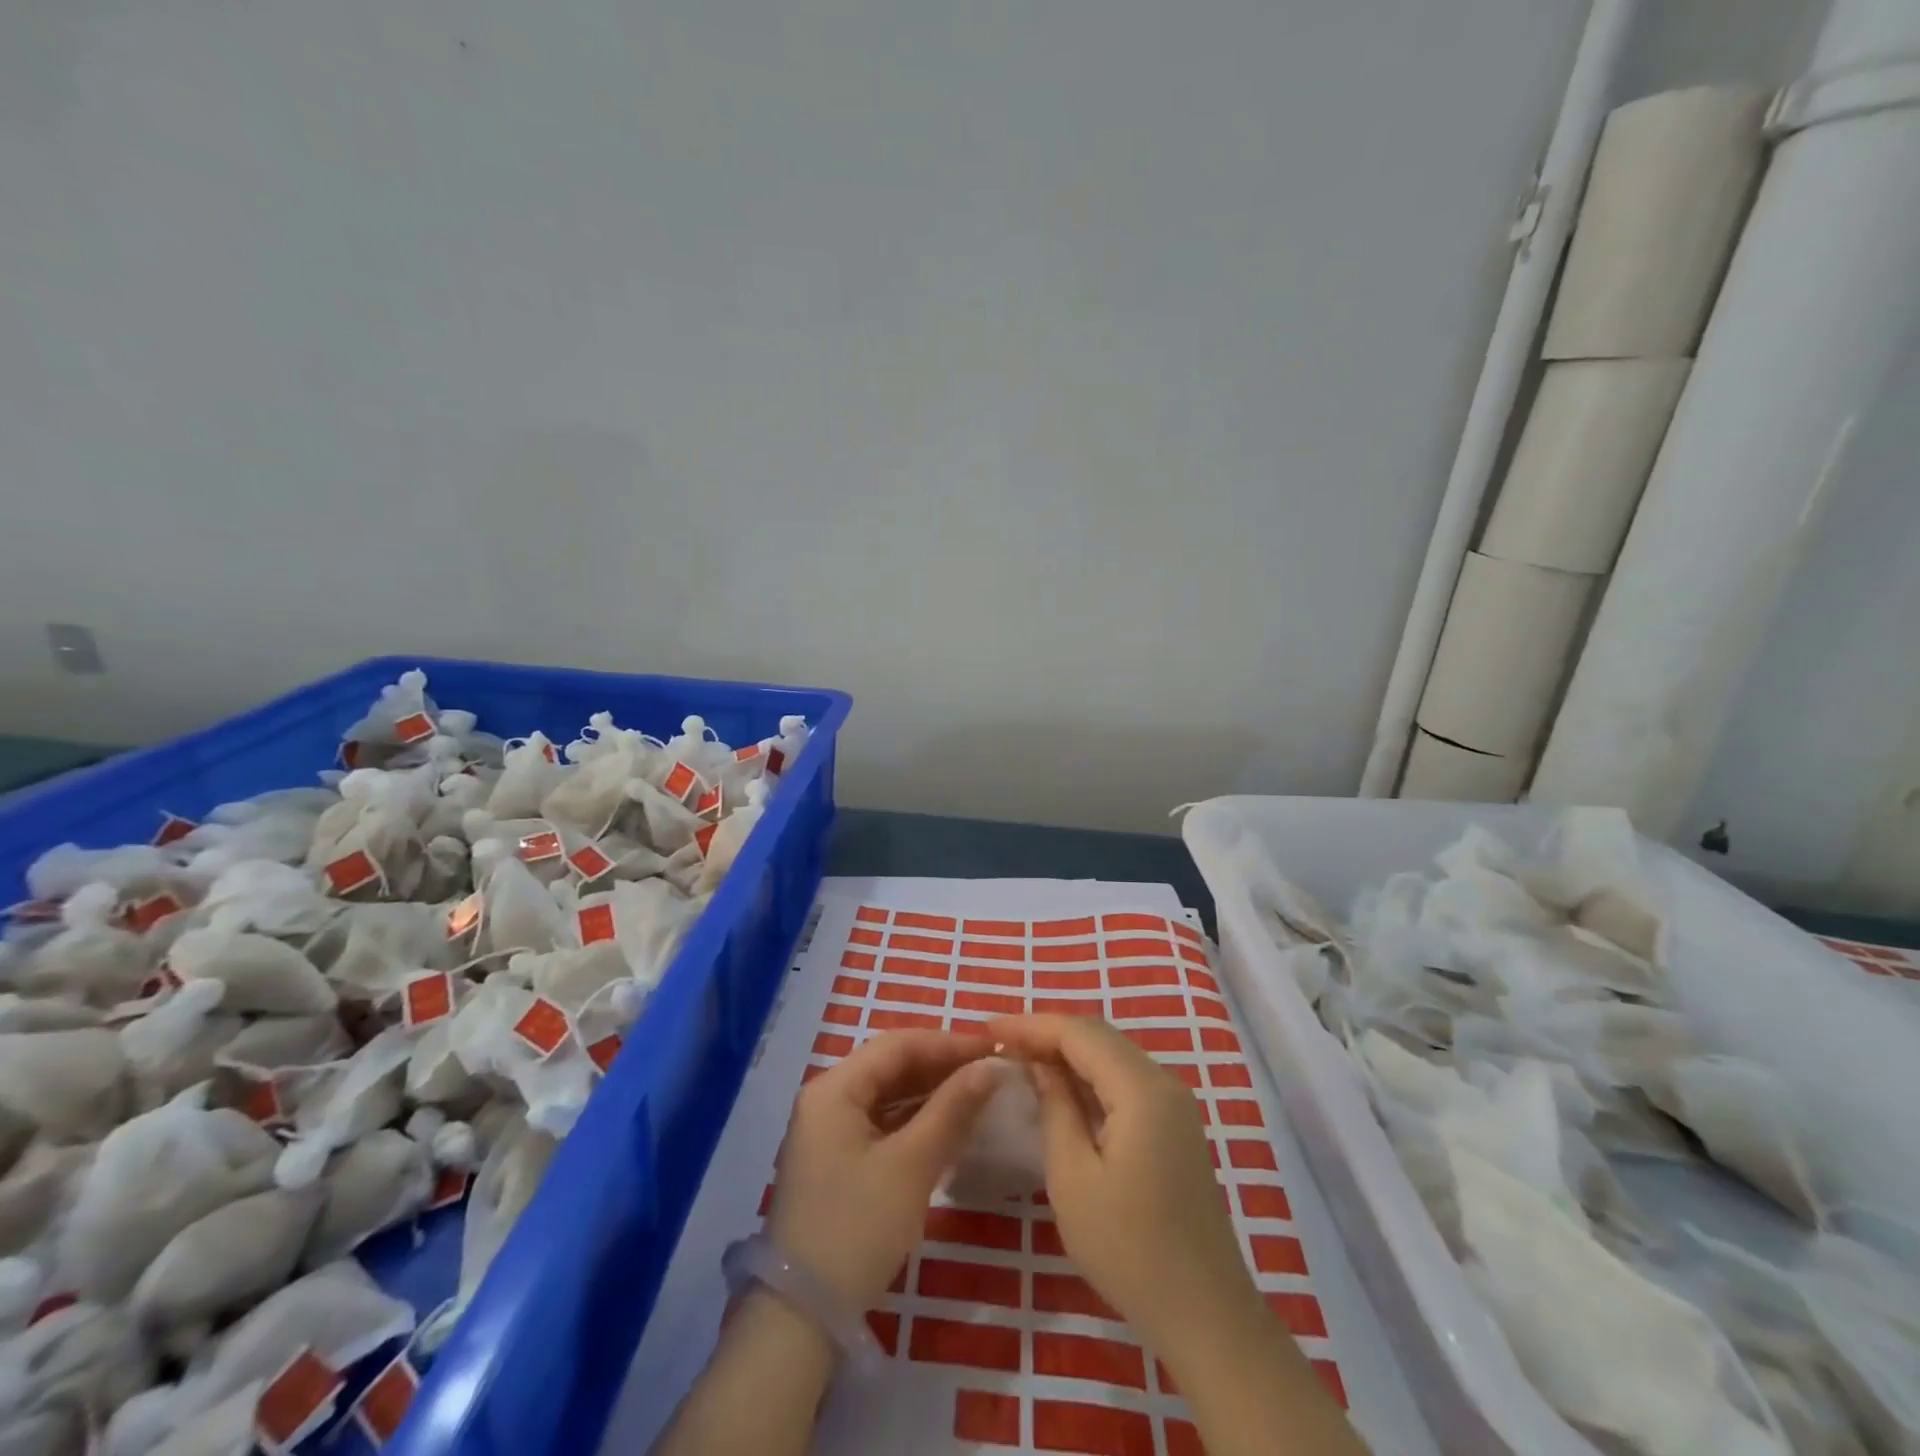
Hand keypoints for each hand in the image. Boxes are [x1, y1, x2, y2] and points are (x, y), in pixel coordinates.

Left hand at [766, 1029, 997, 1310]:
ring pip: (888, 1095)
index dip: (947, 1042)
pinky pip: (882, 1123)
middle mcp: (827, 1099)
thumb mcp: (911, 1165)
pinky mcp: (837, 1160)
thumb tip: (990, 1066)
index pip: (897, 1045)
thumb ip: (952, 1109)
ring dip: (931, 1092)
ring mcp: (828, 1131)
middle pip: (891, 1066)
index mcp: (834, 1088)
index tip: (993, 1047)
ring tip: (977, 1092)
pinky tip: (948, 1125)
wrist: (803, 1317)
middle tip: (989, 1069)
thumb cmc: (858, 1228)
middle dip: (941, 1065)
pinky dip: (915, 1120)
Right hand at [989, 1014, 1264, 1354]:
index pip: (1079, 1033)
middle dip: (1048, 1033)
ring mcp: (1173, 1103)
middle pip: (1098, 1036)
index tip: (988, 1027)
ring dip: (1067, 1050)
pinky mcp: (1174, 1125)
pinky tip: (1061, 1086)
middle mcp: (1163, 1082)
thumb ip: (1056, 1107)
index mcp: (1141, 1089)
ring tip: (1022, 1057)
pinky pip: (1124, 1079)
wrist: (1206, 1314)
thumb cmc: (1129, 1249)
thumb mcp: (1073, 1177)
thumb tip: (1040, 1064)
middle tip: (1001, 1042)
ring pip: (1112, 1054)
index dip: (1031, 1025)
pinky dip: (1089, 1073)